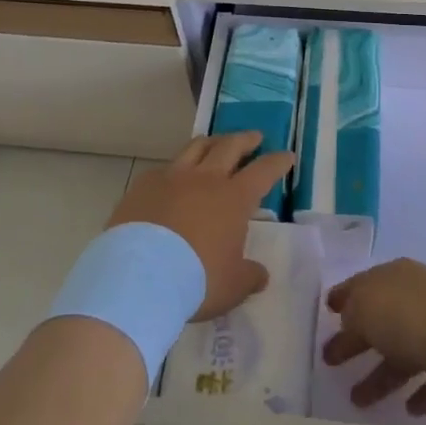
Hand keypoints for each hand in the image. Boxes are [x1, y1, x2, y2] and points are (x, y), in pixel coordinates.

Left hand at [107, 132, 294, 320]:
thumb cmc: (196, 280)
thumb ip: (249, 276)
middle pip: (230, 146)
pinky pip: (164, 169)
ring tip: (216, 142)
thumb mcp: (233, 286)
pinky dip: (175, 169)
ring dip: (211, 142)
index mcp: (234, 198)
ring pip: (195, 147)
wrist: (139, 276)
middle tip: (254, 137)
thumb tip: (260, 274)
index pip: (263, 170)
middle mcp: (205, 179)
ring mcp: (172, 178)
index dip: (277, 162)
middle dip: (246, 139)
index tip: (286, 155)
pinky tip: (172, 178)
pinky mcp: (143, 185)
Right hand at [322, 260, 425, 415]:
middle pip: (380, 321)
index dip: (342, 298)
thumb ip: (351, 313)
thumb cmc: (409, 318)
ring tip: (358, 402)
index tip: (326, 312)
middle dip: (355, 342)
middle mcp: (417, 298)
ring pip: (404, 354)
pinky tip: (409, 410)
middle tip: (331, 362)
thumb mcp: (364, 307)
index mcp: (393, 277)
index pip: (361, 285)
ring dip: (382, 376)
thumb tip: (349, 321)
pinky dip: (421, 392)